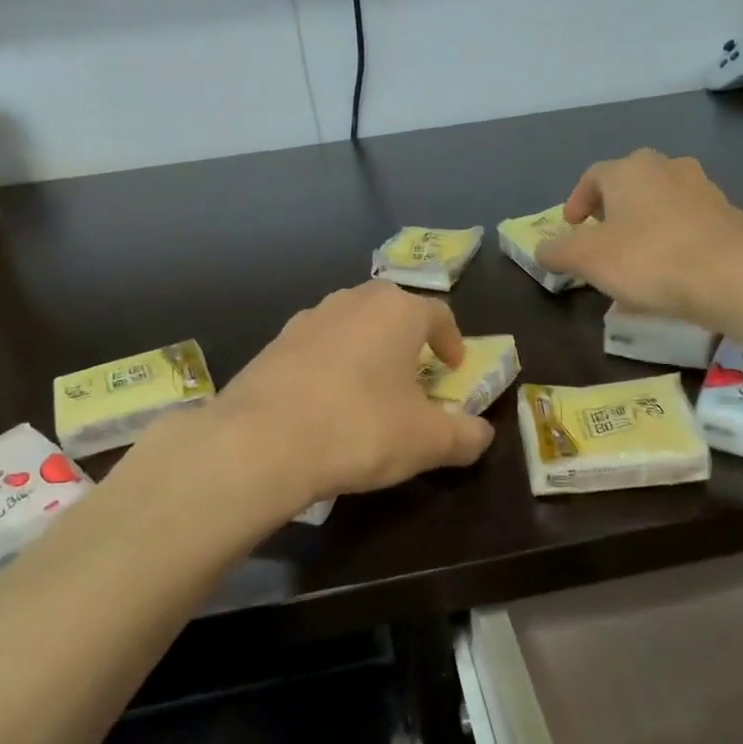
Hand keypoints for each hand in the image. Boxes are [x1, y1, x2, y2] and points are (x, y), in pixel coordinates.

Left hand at [212, 281, 495, 508]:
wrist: (260, 441)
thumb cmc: (360, 429)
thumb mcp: (427, 441)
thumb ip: (465, 436)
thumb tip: (482, 435)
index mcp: (396, 311)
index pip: (438, 314)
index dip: (452, 341)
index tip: (454, 367)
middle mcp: (351, 302)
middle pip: (391, 312)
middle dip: (407, 341)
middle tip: (414, 376)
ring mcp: (306, 319)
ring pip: (350, 326)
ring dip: (366, 351)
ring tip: (369, 390)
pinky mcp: (273, 344)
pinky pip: (315, 348)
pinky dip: (330, 367)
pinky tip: (325, 404)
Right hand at [535, 148, 742, 322]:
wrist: (727, 278)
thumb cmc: (646, 259)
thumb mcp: (585, 259)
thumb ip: (557, 251)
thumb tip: (542, 249)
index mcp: (630, 170)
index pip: (593, 176)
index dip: (577, 201)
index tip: (571, 228)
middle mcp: (668, 167)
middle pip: (630, 184)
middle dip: (612, 208)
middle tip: (602, 237)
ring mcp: (704, 189)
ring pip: (662, 202)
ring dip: (644, 223)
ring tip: (636, 256)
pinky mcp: (729, 216)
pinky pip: (689, 223)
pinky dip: (674, 238)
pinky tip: (670, 269)